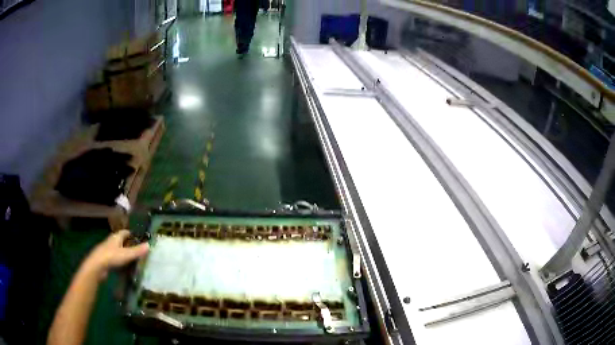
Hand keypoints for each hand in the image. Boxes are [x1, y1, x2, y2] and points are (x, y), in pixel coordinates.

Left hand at [82, 230, 149, 279]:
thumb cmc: (111, 257)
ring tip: (134, 260)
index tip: (140, 238)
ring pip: (118, 250)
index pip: (125, 232)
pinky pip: (115, 258)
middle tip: (139, 250)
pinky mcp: (106, 260)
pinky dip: (121, 261)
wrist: (97, 266)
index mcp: (116, 237)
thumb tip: (149, 245)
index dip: (132, 234)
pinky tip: (125, 267)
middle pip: (121, 241)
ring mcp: (108, 250)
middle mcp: (111, 241)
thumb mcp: (127, 254)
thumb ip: (137, 251)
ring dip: (124, 253)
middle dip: (129, 244)